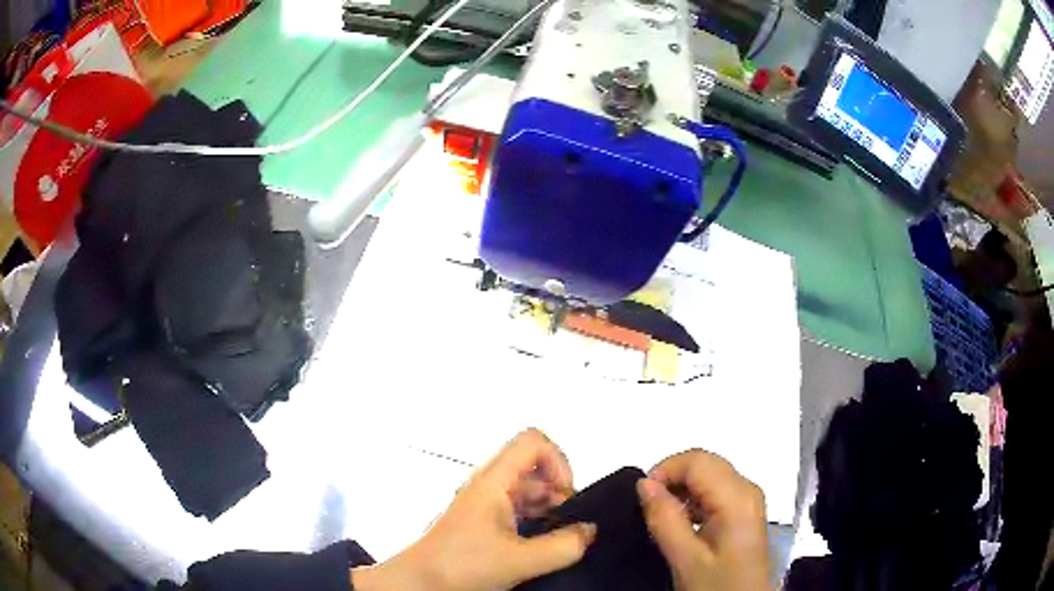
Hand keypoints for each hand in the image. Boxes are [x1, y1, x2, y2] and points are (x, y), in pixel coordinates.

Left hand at [352, 429, 595, 590]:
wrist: (419, 582)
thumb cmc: (461, 565)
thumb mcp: (519, 560)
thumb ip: (563, 546)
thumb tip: (589, 530)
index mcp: (493, 481)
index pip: (533, 442)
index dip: (559, 462)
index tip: (567, 497)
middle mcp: (489, 484)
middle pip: (534, 466)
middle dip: (559, 491)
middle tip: (567, 525)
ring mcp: (485, 502)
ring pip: (528, 489)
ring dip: (549, 509)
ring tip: (555, 540)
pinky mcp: (483, 520)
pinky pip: (518, 508)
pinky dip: (536, 521)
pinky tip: (539, 547)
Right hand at [637, 450, 769, 590]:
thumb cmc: (717, 584)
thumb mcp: (686, 558)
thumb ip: (665, 519)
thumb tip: (644, 483)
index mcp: (737, 497)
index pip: (697, 461)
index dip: (665, 470)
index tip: (642, 498)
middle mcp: (747, 489)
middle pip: (705, 463)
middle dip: (672, 477)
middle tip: (650, 508)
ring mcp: (748, 499)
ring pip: (709, 474)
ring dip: (682, 489)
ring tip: (664, 519)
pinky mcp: (744, 511)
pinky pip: (715, 490)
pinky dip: (693, 499)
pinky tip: (683, 524)